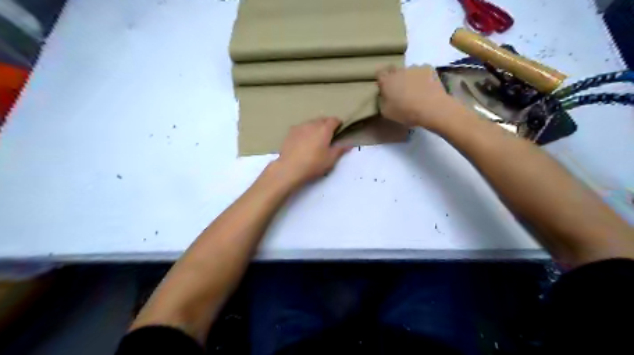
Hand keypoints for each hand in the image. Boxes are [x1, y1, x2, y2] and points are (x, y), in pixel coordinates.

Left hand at [271, 117, 350, 187]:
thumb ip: (340, 150)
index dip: (338, 124)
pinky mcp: (291, 132)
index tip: (340, 131)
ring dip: (316, 127)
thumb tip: (349, 145)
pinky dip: (305, 131)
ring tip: (315, 138)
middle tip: (328, 136)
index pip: (334, 120)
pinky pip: (302, 127)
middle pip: (322, 119)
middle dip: (327, 125)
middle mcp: (312, 124)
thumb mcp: (330, 160)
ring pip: (311, 122)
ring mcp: (300, 126)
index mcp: (324, 129)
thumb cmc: (313, 164)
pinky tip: (304, 141)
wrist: (290, 168)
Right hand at [376, 64, 455, 128]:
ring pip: (408, 71)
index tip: (384, 87)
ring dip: (409, 78)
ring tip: (415, 89)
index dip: (382, 80)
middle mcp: (399, 71)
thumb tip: (384, 96)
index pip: (379, 74)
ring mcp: (414, 68)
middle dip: (395, 78)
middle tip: (400, 90)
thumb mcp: (386, 112)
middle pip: (394, 71)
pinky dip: (423, 77)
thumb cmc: (405, 112)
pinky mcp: (428, 68)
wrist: (431, 108)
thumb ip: (382, 101)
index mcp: (387, 81)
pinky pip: (422, 71)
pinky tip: (426, 87)